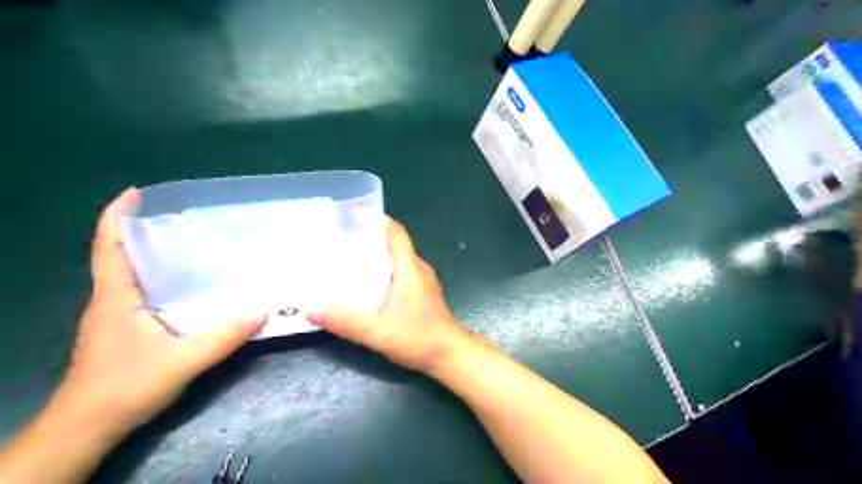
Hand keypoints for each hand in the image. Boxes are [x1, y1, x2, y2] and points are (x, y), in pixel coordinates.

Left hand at [53, 189, 261, 438]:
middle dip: (142, 230)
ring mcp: (114, 316)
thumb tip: (262, 309)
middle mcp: (111, 300)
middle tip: (182, 217)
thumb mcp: (182, 361)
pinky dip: (157, 278)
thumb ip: (222, 336)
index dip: (116, 217)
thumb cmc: (126, 387)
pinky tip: (187, 284)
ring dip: (151, 254)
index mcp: (116, 297)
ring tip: (190, 244)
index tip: (135, 193)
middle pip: (119, 255)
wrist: (89, 427)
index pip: (108, 248)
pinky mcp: (123, 330)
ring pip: (130, 274)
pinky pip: (140, 292)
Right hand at [307, 218, 474, 373]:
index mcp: (410, 267)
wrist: (450, 355)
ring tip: (345, 258)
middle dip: (367, 237)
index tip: (349, 216)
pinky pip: (398, 271)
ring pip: (395, 258)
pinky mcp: (420, 292)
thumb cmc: (419, 339)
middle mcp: (417, 268)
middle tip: (337, 240)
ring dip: (373, 254)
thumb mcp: (378, 332)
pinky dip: (380, 269)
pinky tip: (363, 282)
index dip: (375, 219)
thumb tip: (310, 309)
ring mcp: (421, 280)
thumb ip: (345, 321)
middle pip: (392, 243)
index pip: (395, 232)